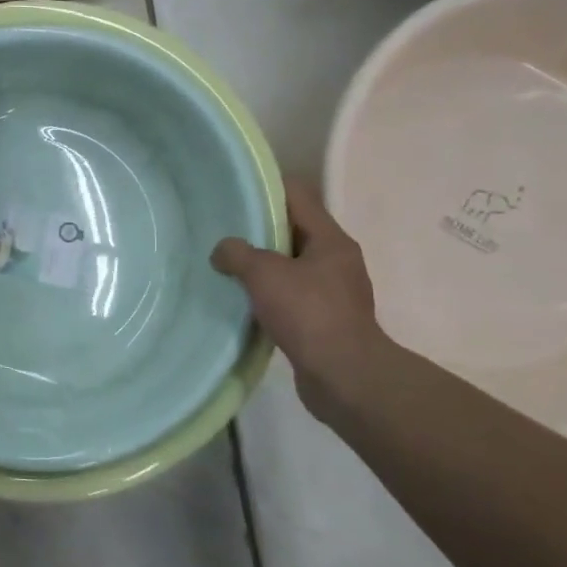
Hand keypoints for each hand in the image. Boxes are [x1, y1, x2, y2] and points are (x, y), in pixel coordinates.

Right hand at [212, 179, 393, 416]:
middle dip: (260, 230)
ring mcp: (334, 292)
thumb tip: (222, 250)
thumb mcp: (264, 274)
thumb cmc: (308, 313)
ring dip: (263, 265)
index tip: (234, 192)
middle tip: (224, 230)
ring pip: (291, 265)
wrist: (344, 377)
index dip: (266, 188)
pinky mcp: (326, 321)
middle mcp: (337, 260)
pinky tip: (245, 301)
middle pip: (294, 230)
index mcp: (331, 240)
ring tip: (228, 266)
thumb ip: (237, 253)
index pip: (298, 195)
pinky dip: (270, 294)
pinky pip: (292, 296)